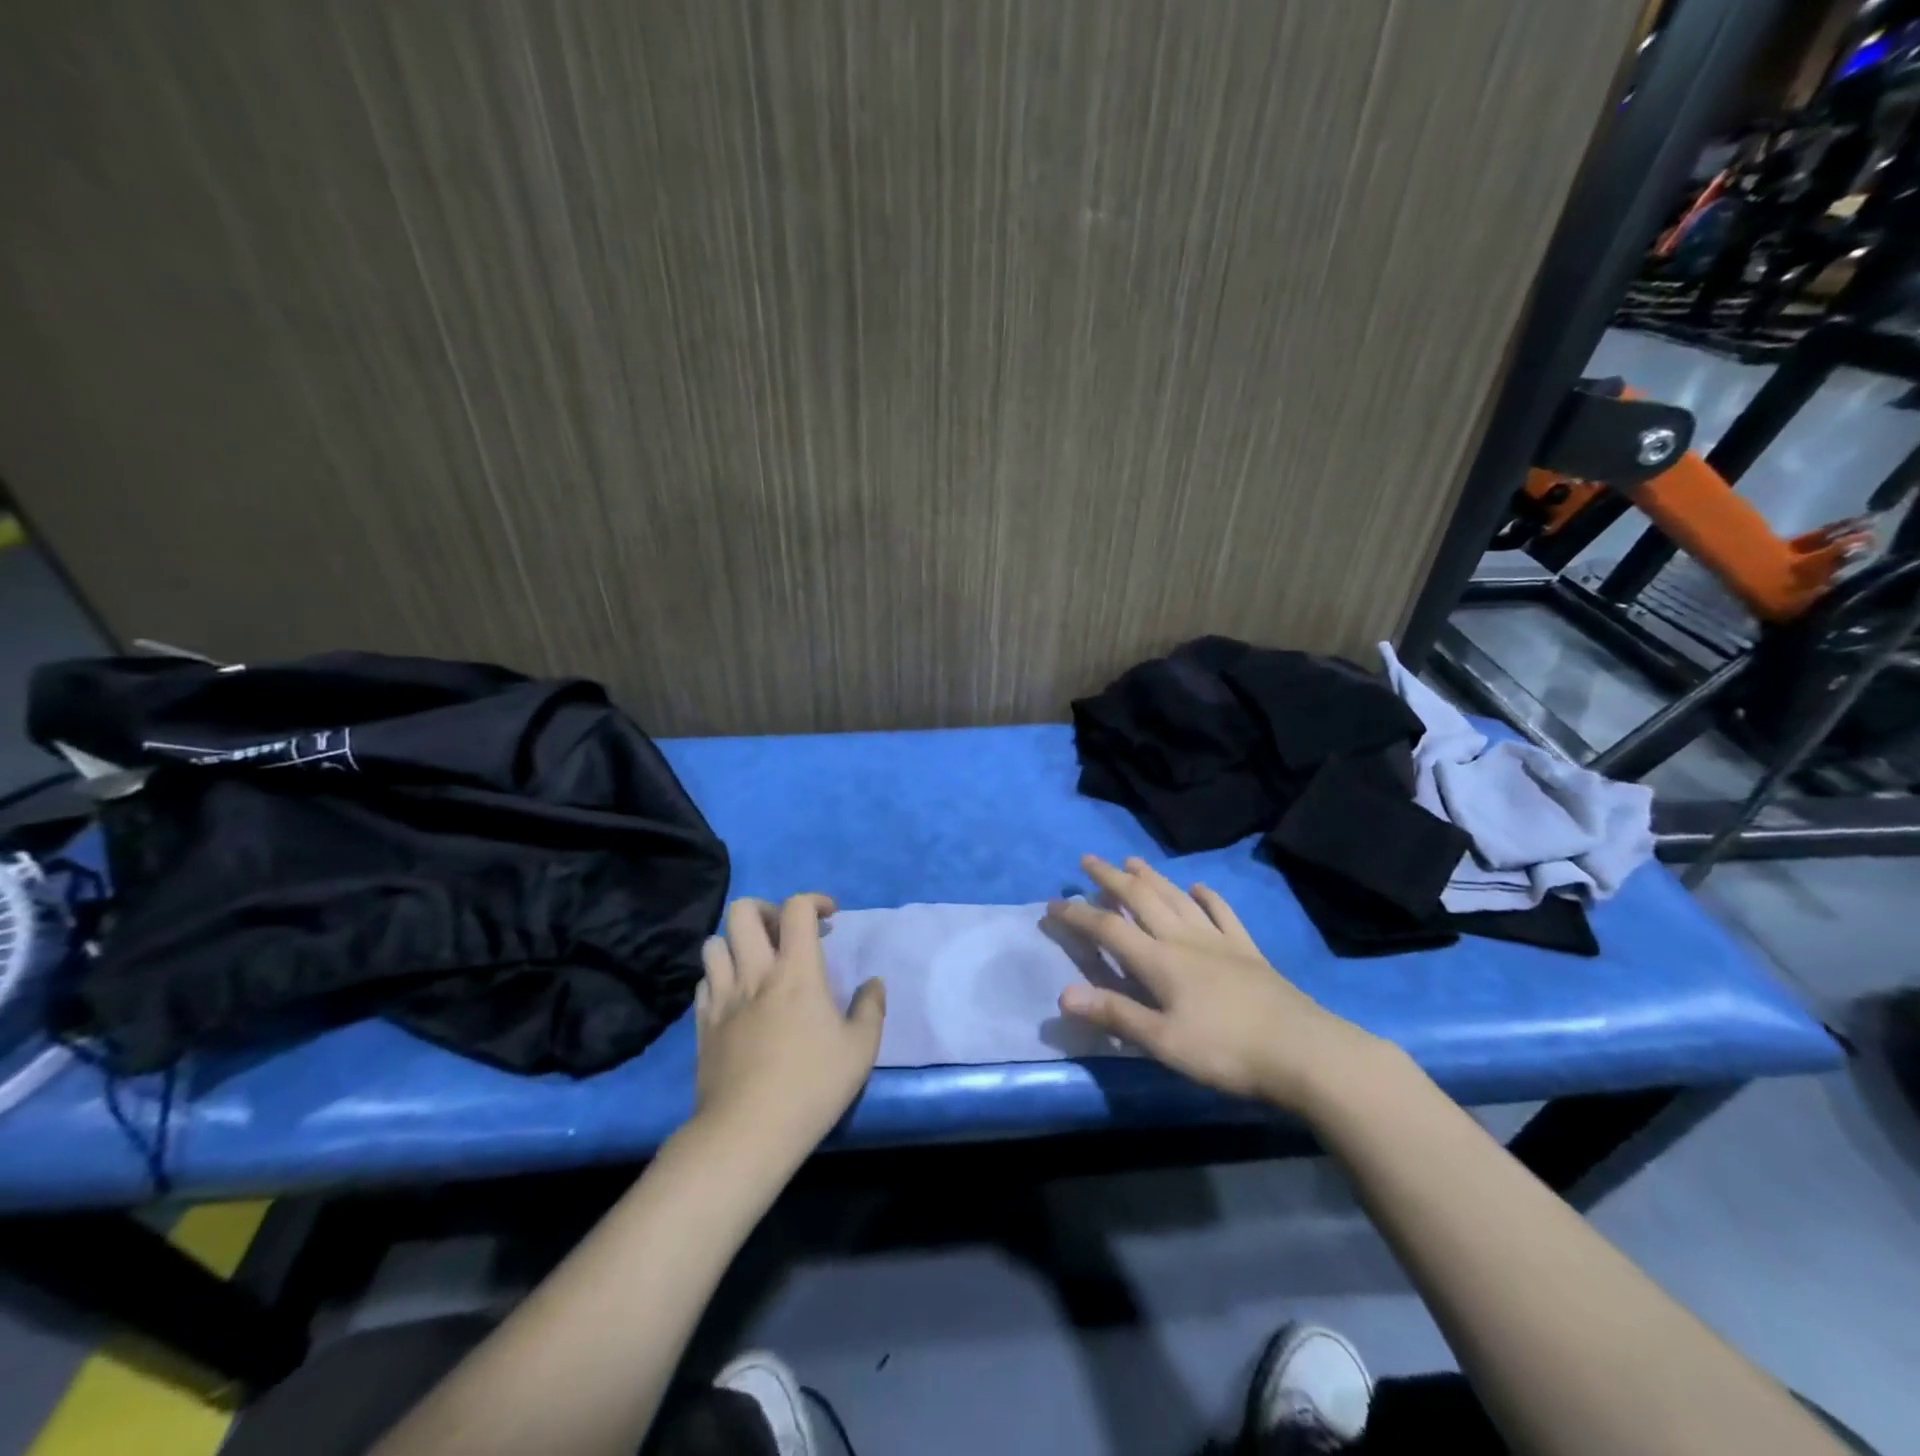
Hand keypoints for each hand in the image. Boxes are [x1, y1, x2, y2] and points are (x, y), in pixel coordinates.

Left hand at [693, 894, 885, 1157]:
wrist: (746, 1133)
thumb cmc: (811, 1087)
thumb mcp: (860, 1050)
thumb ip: (871, 1008)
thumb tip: (874, 983)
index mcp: (796, 971)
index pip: (796, 909)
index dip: (814, 901)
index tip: (829, 917)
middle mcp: (755, 972)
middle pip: (743, 911)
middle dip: (767, 910)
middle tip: (786, 934)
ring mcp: (723, 997)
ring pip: (715, 942)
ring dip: (737, 942)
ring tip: (757, 963)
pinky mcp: (702, 1023)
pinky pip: (704, 980)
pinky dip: (720, 976)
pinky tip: (736, 996)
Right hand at [1047, 855, 1382, 1112]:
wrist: (1304, 1051)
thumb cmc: (1227, 1051)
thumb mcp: (1164, 1042)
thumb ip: (1115, 1014)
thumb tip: (1063, 995)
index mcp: (1160, 961)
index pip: (1109, 928)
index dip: (1078, 914)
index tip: (1052, 903)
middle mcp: (1184, 939)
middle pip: (1142, 899)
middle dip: (1111, 878)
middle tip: (1088, 860)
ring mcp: (1219, 941)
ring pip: (1177, 898)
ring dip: (1151, 877)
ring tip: (1132, 860)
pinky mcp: (1248, 950)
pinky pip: (1222, 913)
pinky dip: (1206, 897)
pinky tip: (1197, 887)